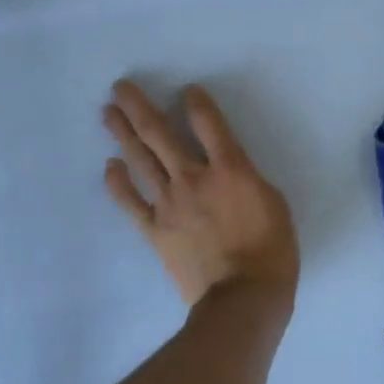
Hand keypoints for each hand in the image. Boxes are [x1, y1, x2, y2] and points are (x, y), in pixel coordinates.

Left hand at [102, 80, 298, 307]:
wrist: (244, 295)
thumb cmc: (272, 251)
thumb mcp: (274, 204)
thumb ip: (248, 180)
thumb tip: (229, 172)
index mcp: (231, 170)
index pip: (209, 124)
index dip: (196, 103)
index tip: (187, 91)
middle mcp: (194, 178)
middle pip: (159, 134)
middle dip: (138, 107)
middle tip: (120, 88)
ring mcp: (169, 203)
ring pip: (140, 160)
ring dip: (122, 133)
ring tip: (108, 113)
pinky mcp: (155, 229)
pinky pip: (130, 201)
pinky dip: (117, 182)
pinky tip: (110, 166)